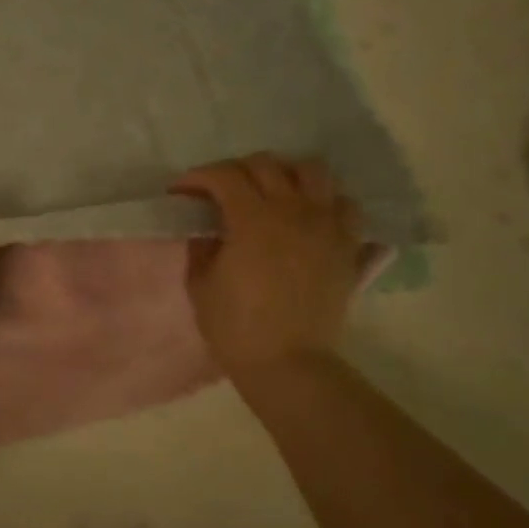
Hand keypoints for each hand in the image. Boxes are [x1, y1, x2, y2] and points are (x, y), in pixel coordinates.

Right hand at [171, 155, 364, 382]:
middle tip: (220, 191)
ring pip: (312, 171)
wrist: (288, 363)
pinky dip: (325, 201)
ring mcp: (326, 225)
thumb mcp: (200, 284)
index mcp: (252, 219)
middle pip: (266, 164)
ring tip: (270, 192)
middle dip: (236, 170)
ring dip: (285, 173)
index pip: (223, 176)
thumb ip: (200, 246)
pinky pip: (344, 205)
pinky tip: (308, 216)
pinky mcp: (347, 245)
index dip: (197, 177)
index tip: (181, 191)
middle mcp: (293, 211)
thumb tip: (206, 228)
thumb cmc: (235, 327)